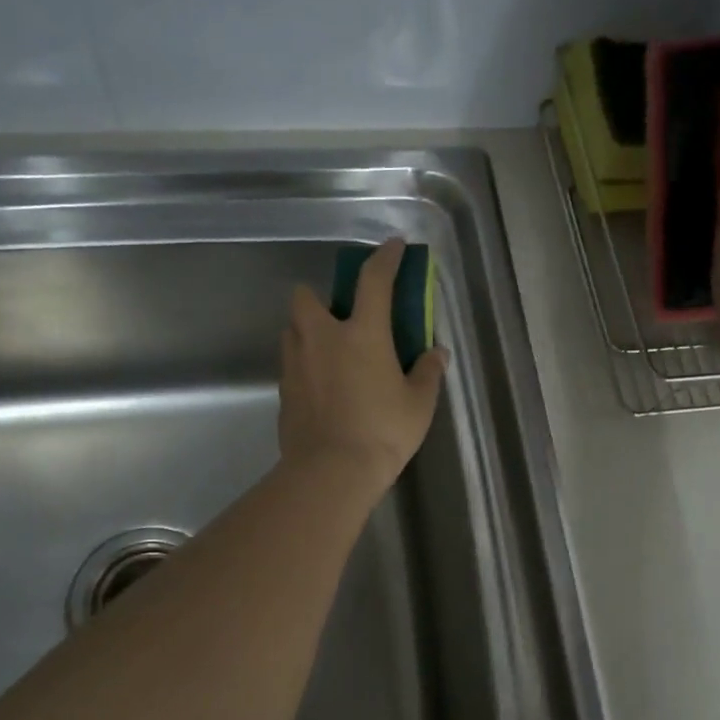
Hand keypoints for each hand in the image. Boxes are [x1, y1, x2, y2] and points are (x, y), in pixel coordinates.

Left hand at [279, 238, 448, 495]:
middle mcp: (322, 339)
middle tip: (340, 318)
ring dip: (307, 331)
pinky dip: (304, 365)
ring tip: (330, 353)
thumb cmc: (383, 432)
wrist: (331, 472)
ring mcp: (296, 365)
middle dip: (319, 296)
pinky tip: (321, 387)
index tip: (392, 247)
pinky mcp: (283, 392)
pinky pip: (290, 365)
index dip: (384, 258)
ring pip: (292, 330)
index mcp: (362, 334)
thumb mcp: (418, 404)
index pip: (373, 281)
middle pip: (306, 297)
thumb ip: (427, 373)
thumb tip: (436, 354)